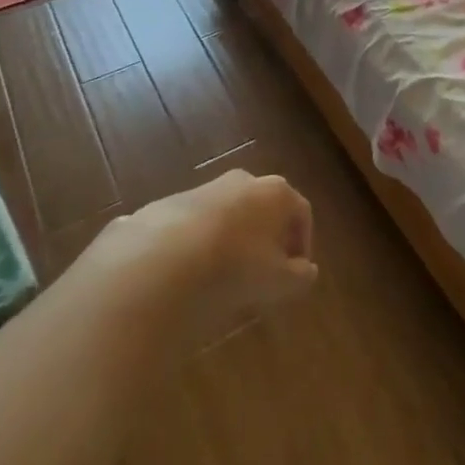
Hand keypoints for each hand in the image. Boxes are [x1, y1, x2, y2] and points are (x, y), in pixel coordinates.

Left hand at [78, 169, 317, 343]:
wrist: (158, 264)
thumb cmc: (234, 268)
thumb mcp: (279, 283)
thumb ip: (300, 276)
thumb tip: (306, 271)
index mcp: (275, 192)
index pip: (300, 212)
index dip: (303, 243)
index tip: (296, 272)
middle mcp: (241, 181)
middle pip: (261, 207)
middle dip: (264, 237)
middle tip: (261, 271)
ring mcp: (200, 190)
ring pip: (223, 214)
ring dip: (226, 240)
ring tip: (219, 277)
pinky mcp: (163, 206)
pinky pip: (188, 228)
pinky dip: (192, 246)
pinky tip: (184, 276)